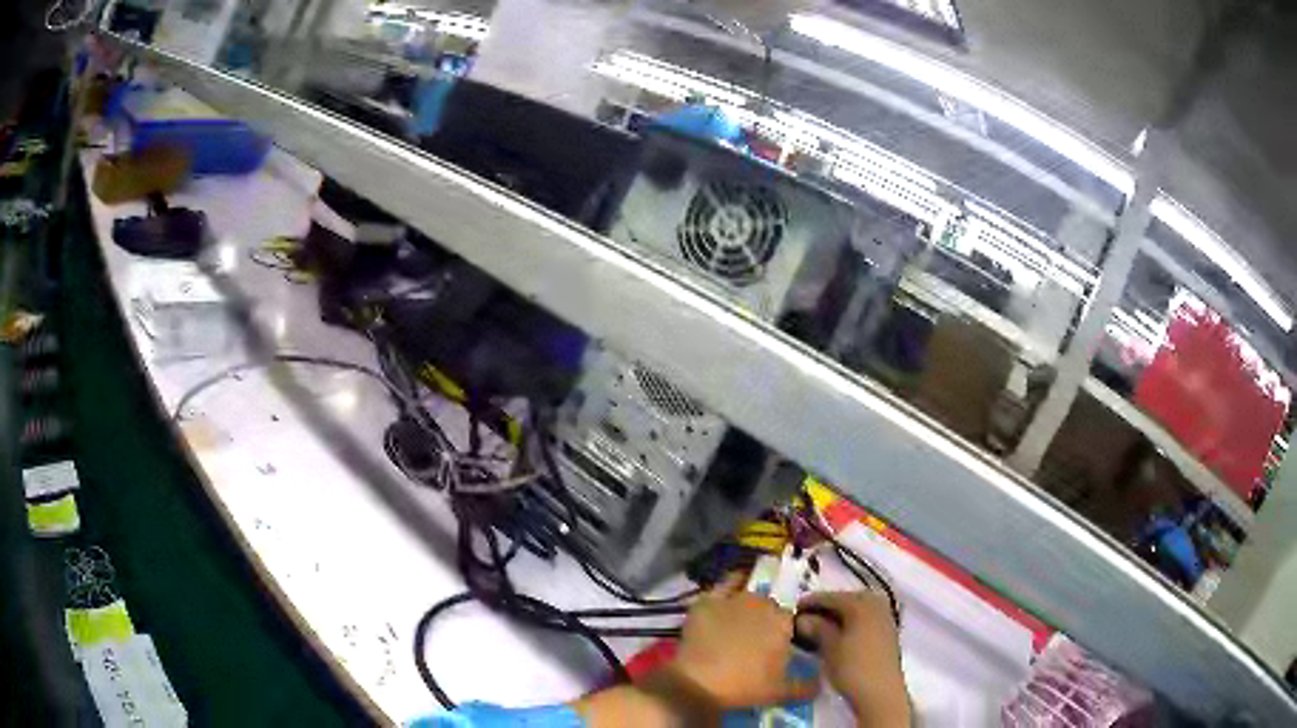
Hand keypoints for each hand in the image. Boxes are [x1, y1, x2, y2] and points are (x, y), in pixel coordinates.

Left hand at [660, 574, 818, 710]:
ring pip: (748, 595)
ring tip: (739, 624)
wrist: (699, 683)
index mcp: (784, 621)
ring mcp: (734, 598)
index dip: (785, 631)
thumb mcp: (781, 692)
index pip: (791, 619)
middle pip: (769, 606)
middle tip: (757, 639)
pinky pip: (723, 585)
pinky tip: (727, 596)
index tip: (777, 646)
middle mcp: (762, 603)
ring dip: (748, 606)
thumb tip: (819, 684)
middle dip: (766, 619)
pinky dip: (728, 587)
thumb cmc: (745, 686)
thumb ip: (806, 686)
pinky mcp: (708, 601)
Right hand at [796, 591, 910, 725]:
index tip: (792, 610)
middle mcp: (876, 603)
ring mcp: (884, 617)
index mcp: (862, 602)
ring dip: (837, 617)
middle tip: (803, 620)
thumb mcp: (829, 647)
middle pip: (845, 600)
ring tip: (817, 629)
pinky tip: (837, 636)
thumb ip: (816, 628)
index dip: (809, 602)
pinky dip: (849, 624)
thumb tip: (803, 618)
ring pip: (855, 610)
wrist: (881, 693)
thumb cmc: (853, 668)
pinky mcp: (887, 631)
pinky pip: (863, 620)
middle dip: (824, 609)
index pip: (830, 596)